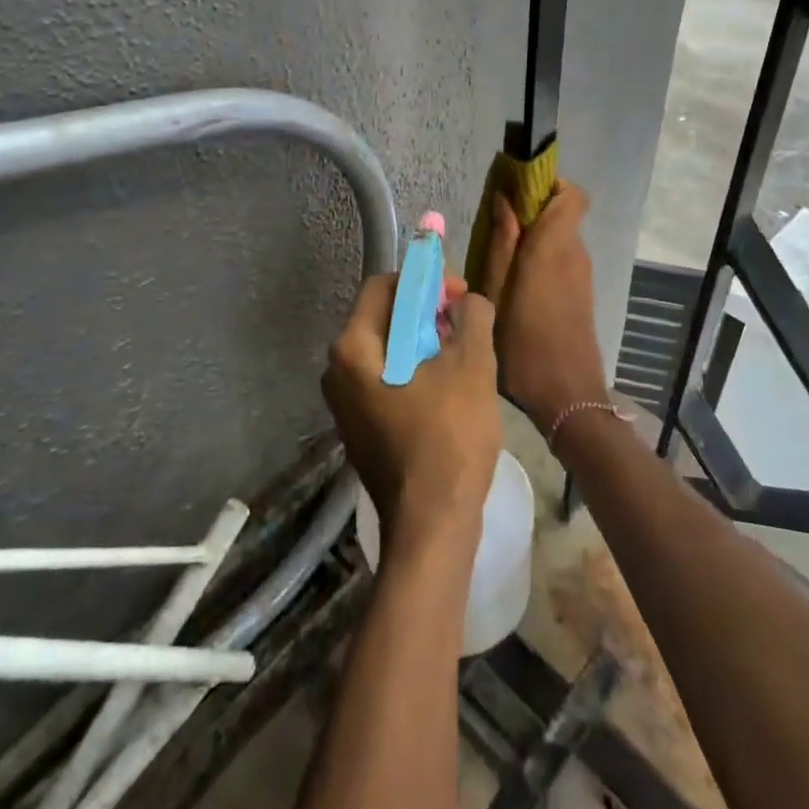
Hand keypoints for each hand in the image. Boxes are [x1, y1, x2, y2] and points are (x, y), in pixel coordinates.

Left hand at [322, 275, 501, 546]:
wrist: (431, 526)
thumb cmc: (449, 438)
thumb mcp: (472, 366)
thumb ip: (472, 317)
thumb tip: (468, 300)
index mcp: (352, 348)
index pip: (383, 286)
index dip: (423, 281)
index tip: (460, 296)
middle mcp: (336, 370)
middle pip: (383, 318)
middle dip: (426, 313)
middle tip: (465, 325)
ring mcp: (344, 403)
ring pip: (387, 350)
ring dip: (424, 343)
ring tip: (462, 356)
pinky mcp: (359, 428)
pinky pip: (385, 379)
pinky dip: (414, 371)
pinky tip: (447, 389)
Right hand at [477, 181, 606, 435]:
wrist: (567, 396)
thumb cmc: (523, 342)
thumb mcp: (496, 292)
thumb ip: (502, 243)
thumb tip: (505, 199)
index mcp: (554, 246)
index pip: (572, 194)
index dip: (548, 184)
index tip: (516, 190)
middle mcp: (574, 253)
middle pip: (561, 212)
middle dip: (532, 210)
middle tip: (494, 225)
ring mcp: (581, 274)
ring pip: (560, 236)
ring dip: (534, 236)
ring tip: (498, 257)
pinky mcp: (581, 293)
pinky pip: (562, 258)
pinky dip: (541, 257)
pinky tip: (515, 283)